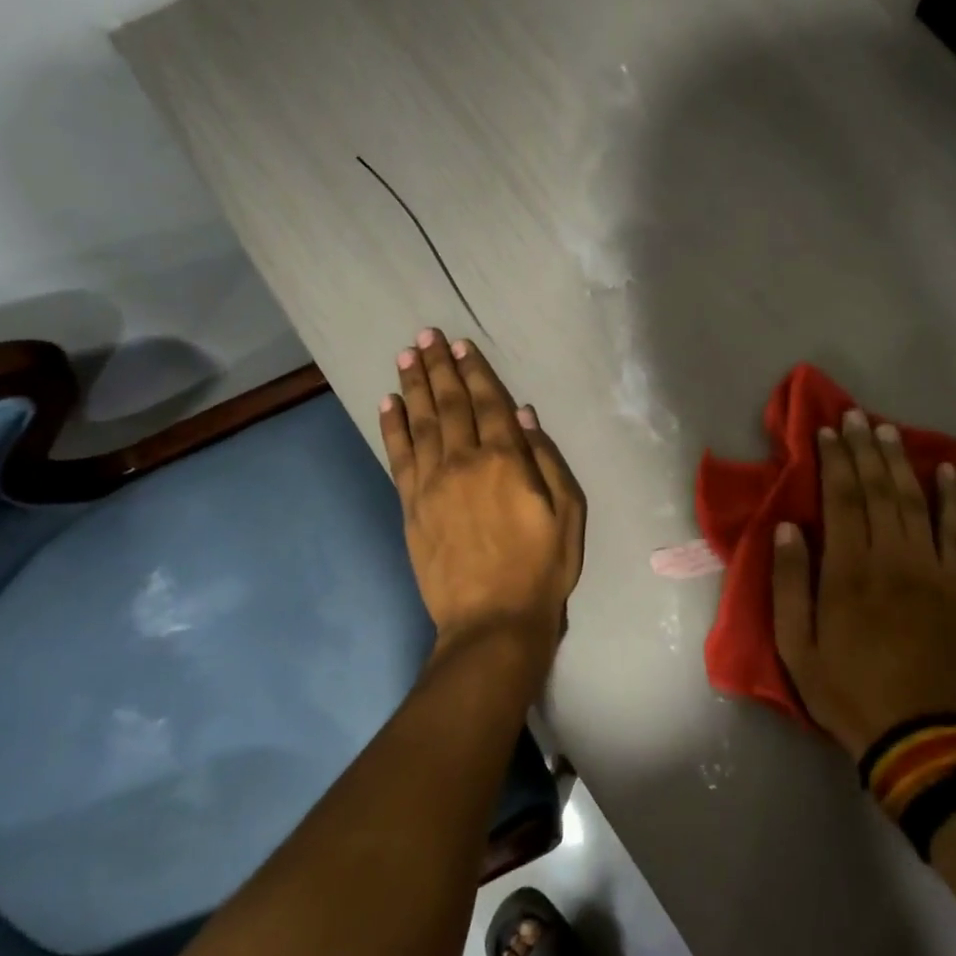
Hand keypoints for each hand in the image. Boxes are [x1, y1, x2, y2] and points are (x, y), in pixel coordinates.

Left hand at [378, 331, 586, 653]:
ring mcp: (431, 484)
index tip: (462, 346)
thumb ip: (545, 460)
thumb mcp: (567, 514)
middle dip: (439, 368)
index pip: (487, 405)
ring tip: (407, 357)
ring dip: (414, 386)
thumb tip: (522, 415)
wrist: (492, 619)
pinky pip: (398, 456)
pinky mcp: (410, 506)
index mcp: (504, 462)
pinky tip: (389, 403)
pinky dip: (393, 426)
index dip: (475, 372)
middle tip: (427, 336)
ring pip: (421, 423)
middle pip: (450, 405)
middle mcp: (463, 462)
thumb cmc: (541, 568)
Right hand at [770, 409, 955, 760]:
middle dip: (865, 450)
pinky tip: (946, 471)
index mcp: (848, 572)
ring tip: (888, 431)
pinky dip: (952, 498)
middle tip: (856, 417)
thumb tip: (786, 528)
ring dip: (900, 462)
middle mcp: (891, 559)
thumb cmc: (846, 690)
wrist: (918, 733)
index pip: (841, 500)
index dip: (833, 461)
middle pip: (878, 491)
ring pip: (914, 501)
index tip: (825, 432)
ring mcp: (931, 570)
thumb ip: (790, 584)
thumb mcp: (796, 647)